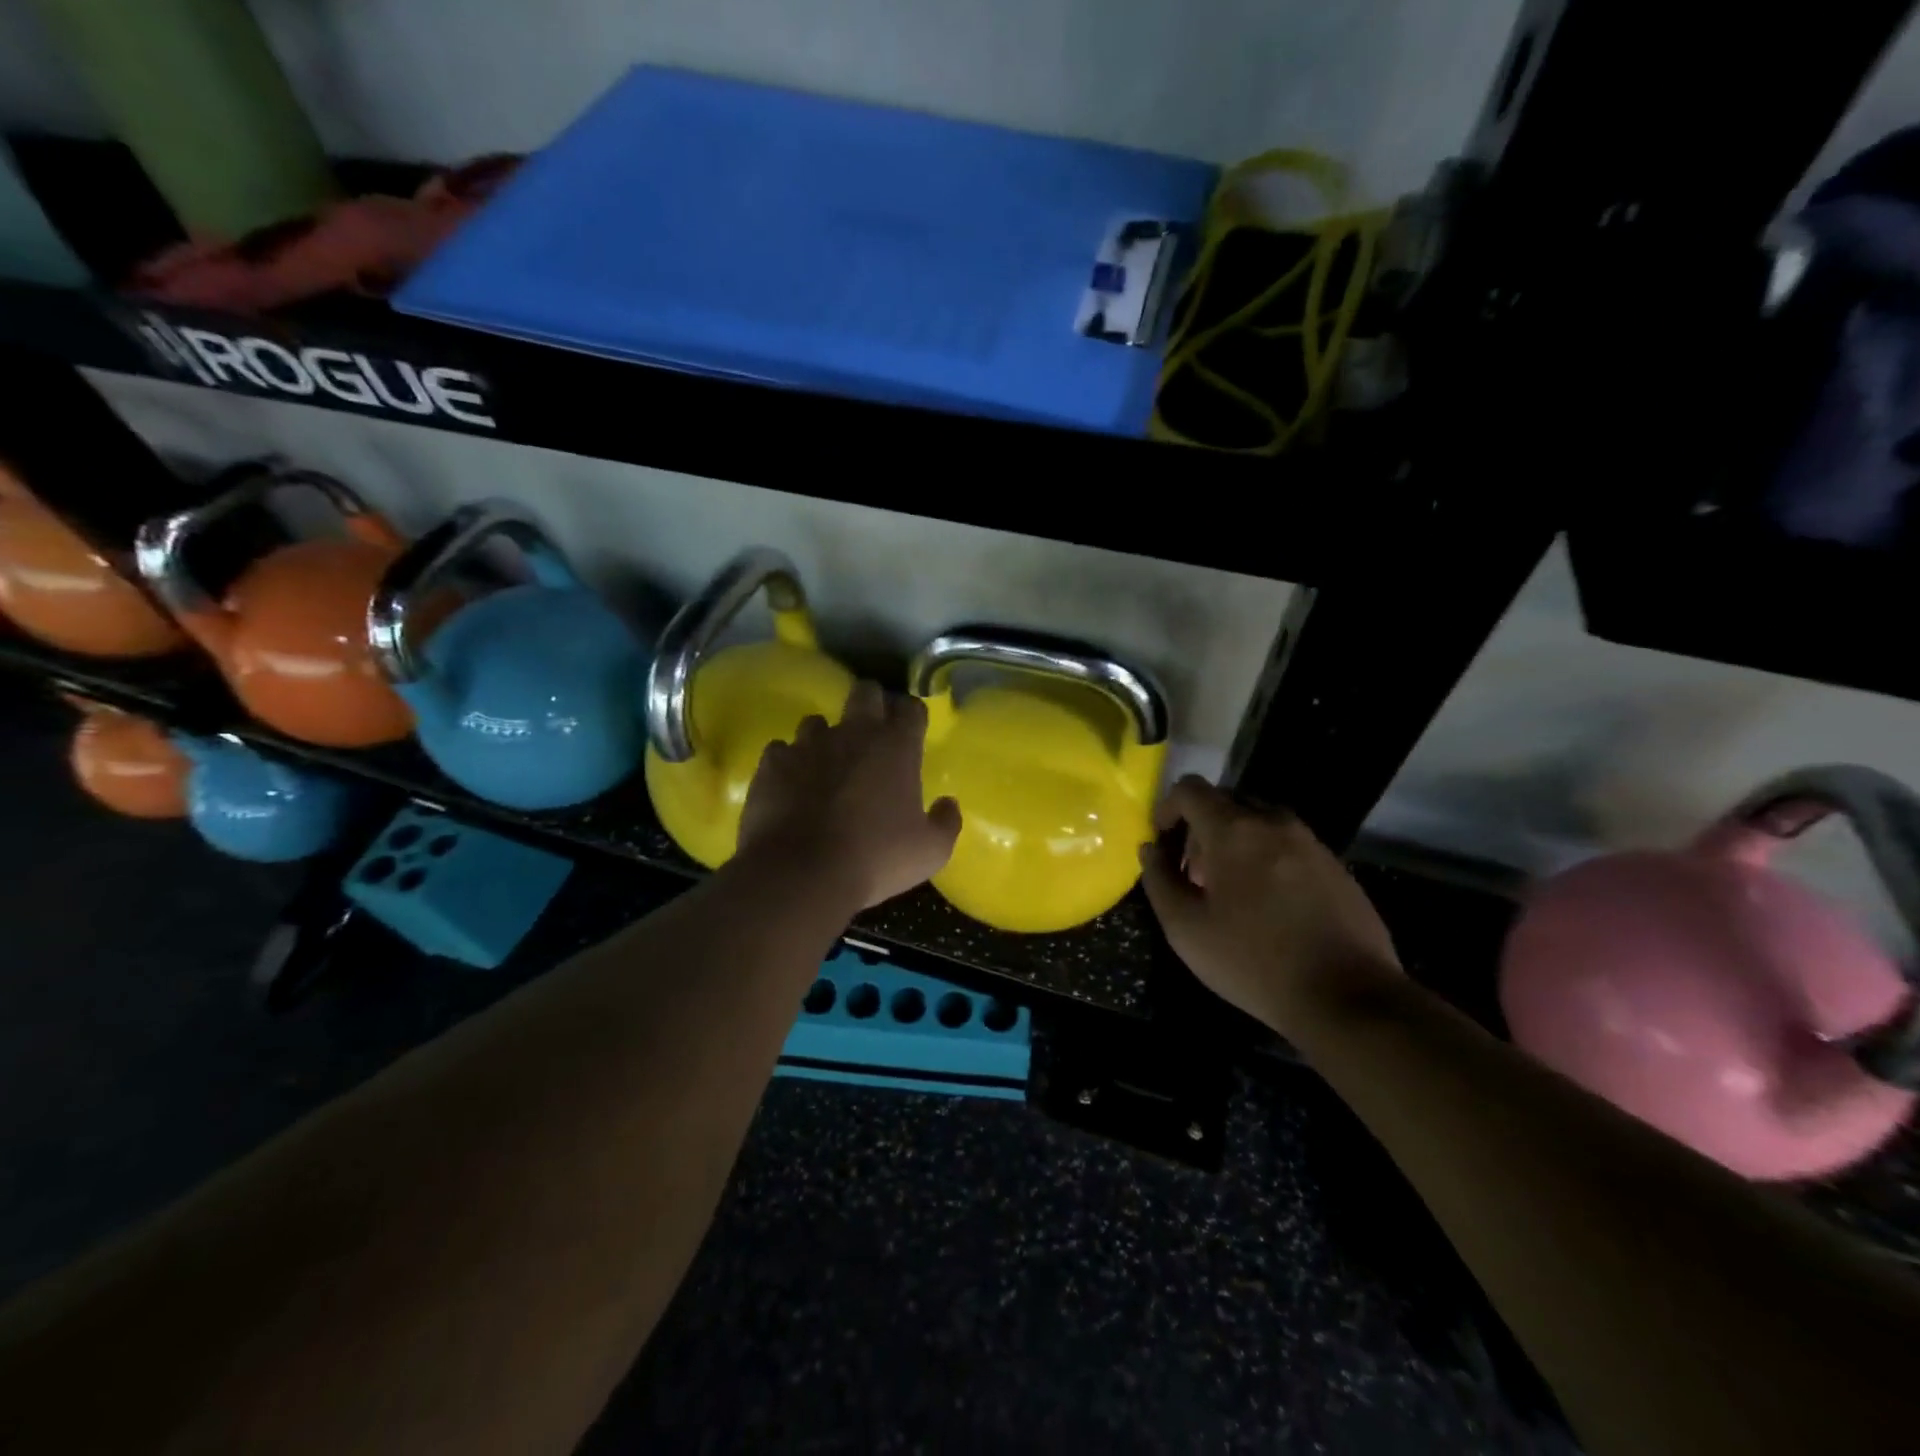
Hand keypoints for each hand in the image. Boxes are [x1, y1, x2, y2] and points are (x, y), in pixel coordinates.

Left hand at [737, 680, 961, 911]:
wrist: (800, 874)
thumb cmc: (875, 859)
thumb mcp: (930, 852)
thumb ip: (945, 822)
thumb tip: (948, 804)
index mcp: (896, 747)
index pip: (911, 708)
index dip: (912, 716)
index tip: (912, 732)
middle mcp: (853, 733)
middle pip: (865, 692)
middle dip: (871, 705)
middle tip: (872, 736)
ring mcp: (808, 744)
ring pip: (817, 721)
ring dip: (825, 738)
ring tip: (825, 767)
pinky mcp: (772, 763)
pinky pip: (781, 750)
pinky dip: (788, 764)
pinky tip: (791, 787)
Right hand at [1139, 776, 1401, 1034]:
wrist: (1349, 997)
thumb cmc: (1254, 961)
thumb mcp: (1185, 928)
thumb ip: (1159, 880)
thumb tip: (1151, 850)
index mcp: (1233, 831)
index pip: (1190, 789)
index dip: (1167, 808)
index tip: (1162, 843)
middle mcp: (1274, 823)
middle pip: (1225, 801)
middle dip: (1200, 828)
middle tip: (1193, 874)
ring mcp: (1310, 842)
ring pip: (1259, 822)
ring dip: (1235, 842)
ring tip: (1230, 890)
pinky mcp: (1335, 865)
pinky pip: (1288, 844)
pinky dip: (1266, 857)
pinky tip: (1269, 905)